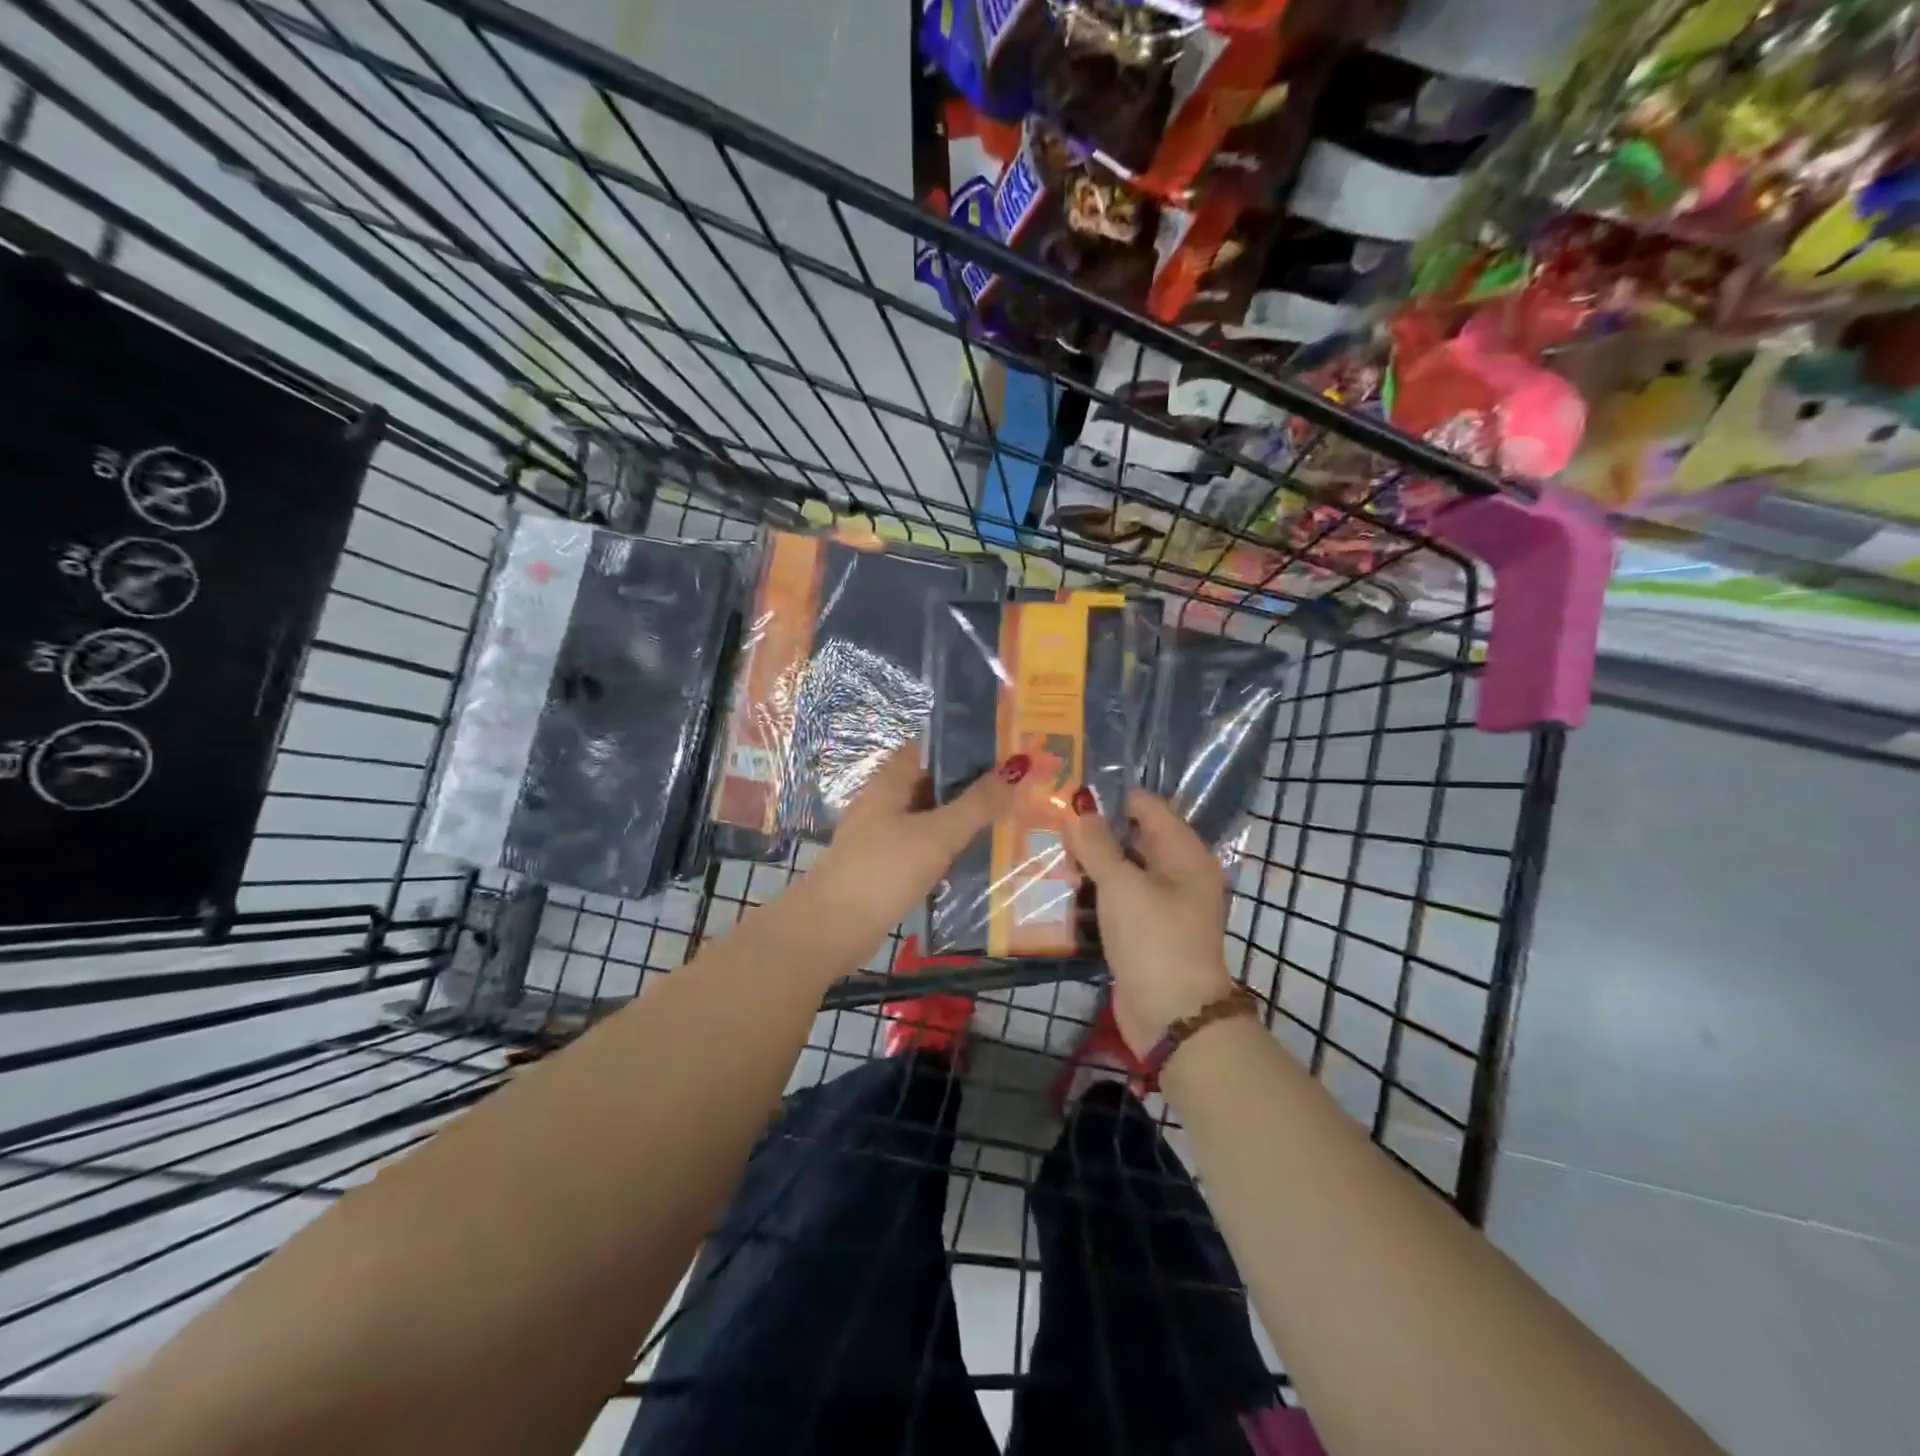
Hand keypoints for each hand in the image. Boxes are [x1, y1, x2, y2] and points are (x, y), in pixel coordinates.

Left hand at [790, 742, 1019, 970]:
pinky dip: (948, 848)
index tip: (1002, 749)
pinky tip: (976, 858)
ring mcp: (881, 835)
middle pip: (931, 782)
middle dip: (970, 784)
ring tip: (1007, 819)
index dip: (963, 744)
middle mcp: (883, 802)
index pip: (928, 747)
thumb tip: (1017, 767)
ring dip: (961, 818)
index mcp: (890, 781)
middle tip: (1016, 786)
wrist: (834, 928)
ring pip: (929, 817)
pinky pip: (923, 847)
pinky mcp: (885, 866)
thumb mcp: (938, 833)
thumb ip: (978, 803)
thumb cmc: (885, 869)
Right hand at [1063, 787, 1236, 1057]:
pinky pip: (1114, 900)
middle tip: (1047, 822)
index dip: (1110, 797)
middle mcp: (1176, 873)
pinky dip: (1091, 893)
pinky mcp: (1142, 931)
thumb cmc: (1154, 940)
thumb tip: (1079, 811)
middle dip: (1093, 831)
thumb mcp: (1122, 886)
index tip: (1068, 794)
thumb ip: (1098, 845)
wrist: (1172, 1017)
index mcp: (1184, 853)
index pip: (1147, 807)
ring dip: (1087, 864)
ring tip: (1044, 850)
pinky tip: (1057, 888)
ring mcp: (1159, 904)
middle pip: (1131, 838)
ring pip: (1119, 870)